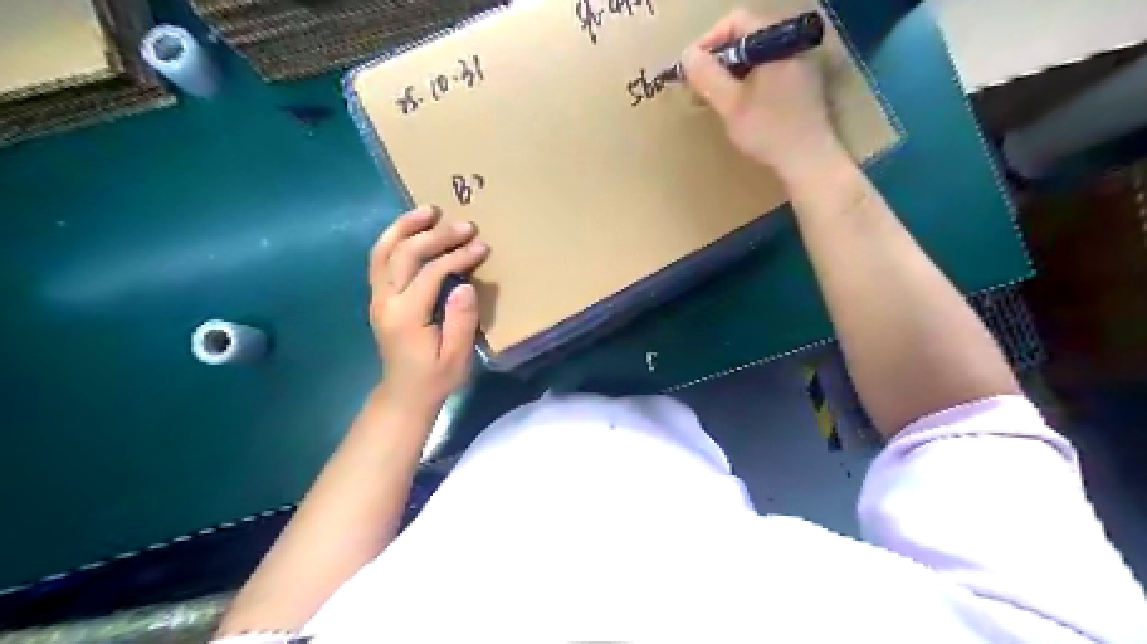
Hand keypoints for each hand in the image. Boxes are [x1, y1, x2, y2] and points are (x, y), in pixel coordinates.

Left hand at [371, 206, 488, 407]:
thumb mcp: (456, 357)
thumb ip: (461, 321)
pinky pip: (380, 259)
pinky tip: (411, 229)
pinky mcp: (379, 297)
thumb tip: (465, 284)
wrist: (404, 395)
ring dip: (405, 227)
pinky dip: (394, 238)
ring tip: (428, 210)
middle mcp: (385, 301)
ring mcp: (377, 297)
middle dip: (435, 235)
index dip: (457, 256)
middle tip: (465, 225)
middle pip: (404, 254)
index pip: (431, 273)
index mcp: (406, 316)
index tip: (481, 246)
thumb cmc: (435, 379)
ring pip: (383, 251)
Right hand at [679, 10, 849, 185]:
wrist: (808, 160)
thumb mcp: (730, 104)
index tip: (692, 69)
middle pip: (746, 38)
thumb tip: (686, 54)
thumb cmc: (768, 131)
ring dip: (731, 73)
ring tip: (716, 99)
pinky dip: (748, 82)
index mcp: (776, 41)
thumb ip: (707, 76)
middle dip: (718, 60)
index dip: (708, 42)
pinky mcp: (802, 83)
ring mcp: (800, 64)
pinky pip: (769, 71)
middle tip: (700, 87)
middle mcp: (791, 44)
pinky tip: (739, 106)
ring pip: (756, 57)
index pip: (736, 22)